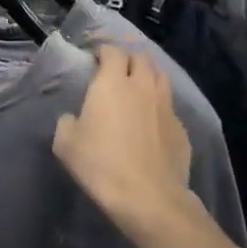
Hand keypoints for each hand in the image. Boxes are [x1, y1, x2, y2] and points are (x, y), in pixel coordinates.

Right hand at [52, 45, 197, 242]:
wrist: (148, 197)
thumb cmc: (101, 165)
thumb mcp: (65, 143)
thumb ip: (68, 121)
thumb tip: (75, 118)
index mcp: (112, 83)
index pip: (113, 51)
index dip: (103, 50)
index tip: (95, 58)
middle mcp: (143, 86)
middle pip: (141, 57)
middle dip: (128, 57)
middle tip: (116, 69)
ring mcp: (166, 106)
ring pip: (161, 76)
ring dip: (148, 74)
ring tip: (138, 86)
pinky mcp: (181, 128)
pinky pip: (169, 105)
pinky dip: (159, 104)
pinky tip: (152, 120)